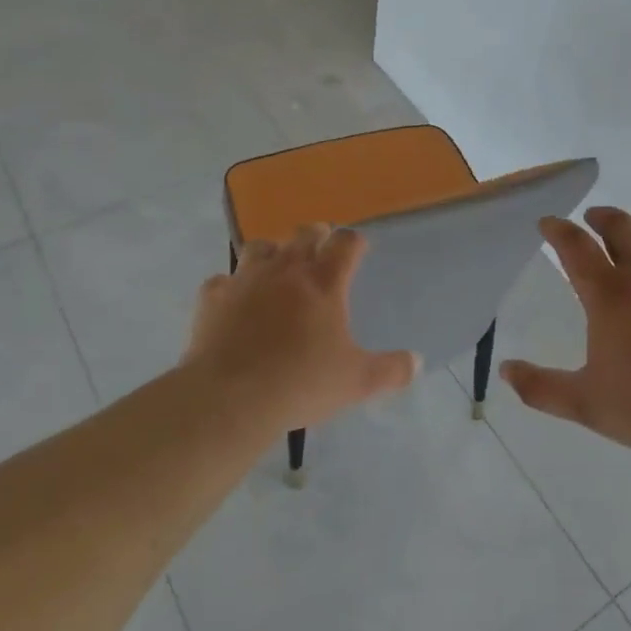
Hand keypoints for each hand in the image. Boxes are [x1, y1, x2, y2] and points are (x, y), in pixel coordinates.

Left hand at [185, 224, 418, 432]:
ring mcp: (246, 279)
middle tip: (321, 247)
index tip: (359, 248)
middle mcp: (286, 270)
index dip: (354, 241)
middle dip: (316, 235)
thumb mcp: (356, 381)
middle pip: (304, 233)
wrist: (231, 397)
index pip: (346, 243)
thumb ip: (390, 370)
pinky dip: (230, 286)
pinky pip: (222, 281)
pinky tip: (233, 301)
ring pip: (260, 247)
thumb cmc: (301, 383)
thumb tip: (417, 362)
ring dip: (272, 252)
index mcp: (325, 282)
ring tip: (276, 268)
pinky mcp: (213, 297)